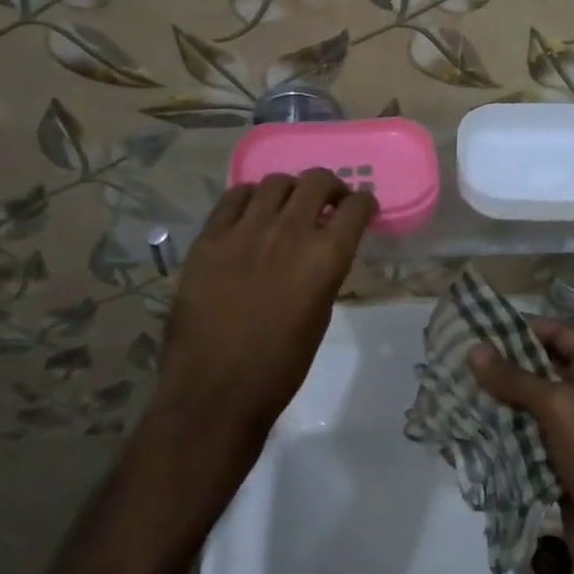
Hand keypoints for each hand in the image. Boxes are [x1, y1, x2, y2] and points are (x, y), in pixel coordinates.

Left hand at [152, 170, 376, 450]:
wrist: (214, 392)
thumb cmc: (279, 367)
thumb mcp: (320, 314)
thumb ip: (325, 271)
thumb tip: (324, 248)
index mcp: (326, 257)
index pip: (356, 207)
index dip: (363, 204)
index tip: (361, 209)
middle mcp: (290, 231)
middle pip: (317, 181)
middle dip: (330, 187)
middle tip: (328, 202)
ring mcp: (246, 230)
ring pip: (276, 182)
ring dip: (290, 191)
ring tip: (287, 207)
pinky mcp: (210, 238)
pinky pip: (234, 197)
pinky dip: (250, 198)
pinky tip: (251, 213)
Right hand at [469, 318, 573, 573]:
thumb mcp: (560, 405)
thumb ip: (515, 378)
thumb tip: (473, 349)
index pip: (557, 334)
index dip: (522, 326)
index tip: (481, 325)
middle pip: (537, 372)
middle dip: (499, 368)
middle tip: (456, 360)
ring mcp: (571, 438)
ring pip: (525, 412)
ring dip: (493, 406)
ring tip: (450, 395)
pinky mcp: (557, 472)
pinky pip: (522, 449)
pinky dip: (497, 443)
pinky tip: (463, 437)